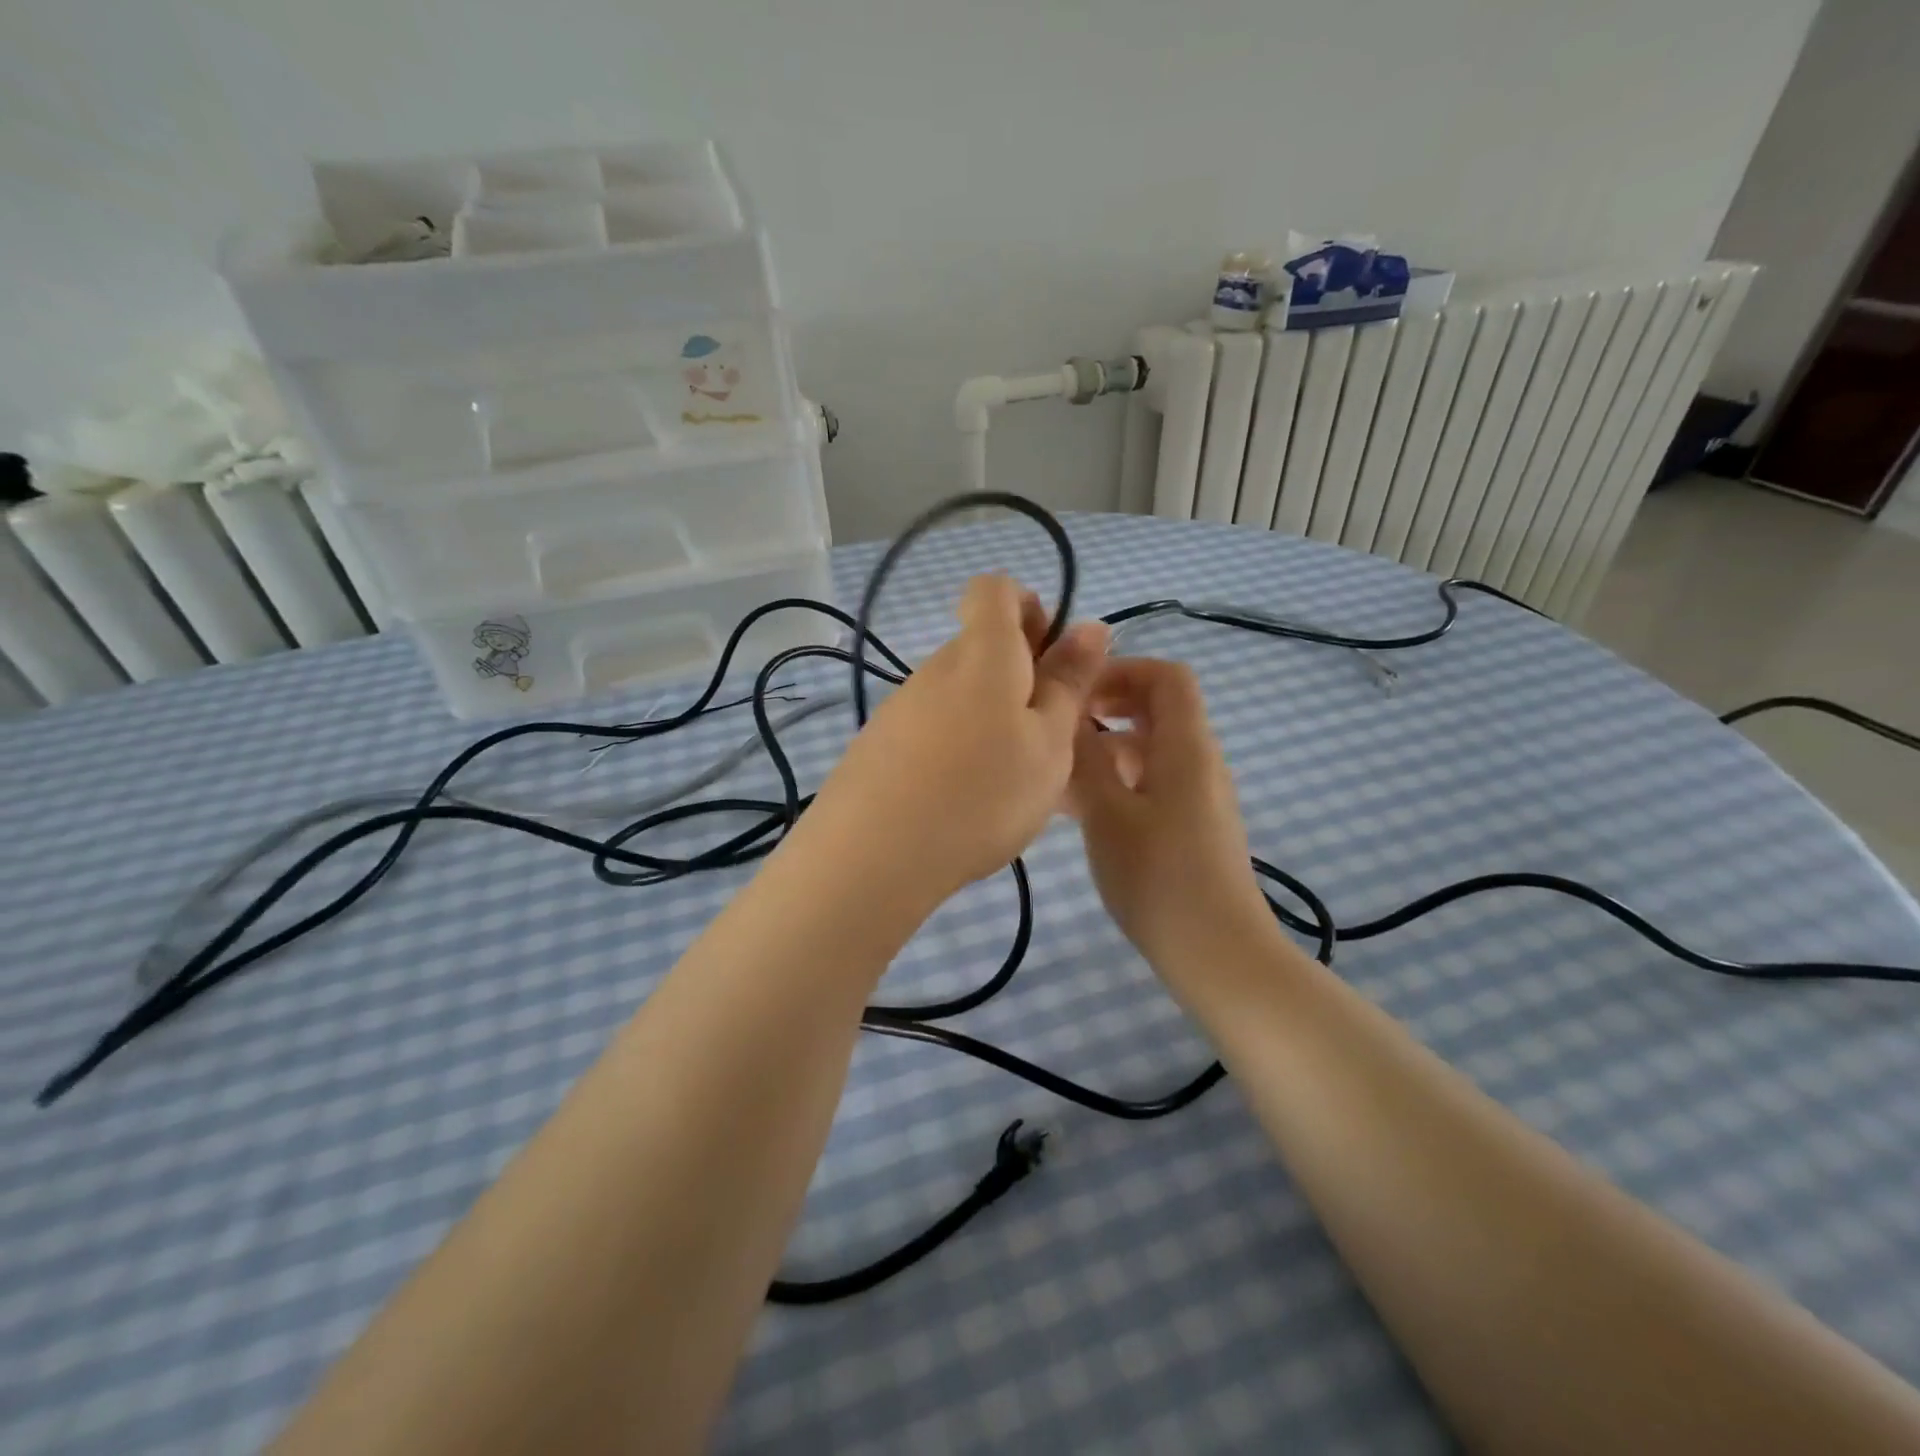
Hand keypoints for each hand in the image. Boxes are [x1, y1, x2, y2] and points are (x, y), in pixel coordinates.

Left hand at [808, 574, 1110, 906]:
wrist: (873, 856)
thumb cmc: (982, 794)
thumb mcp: (1049, 743)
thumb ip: (1069, 683)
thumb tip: (1089, 625)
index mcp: (983, 653)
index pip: (996, 589)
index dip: (1030, 608)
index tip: (1052, 659)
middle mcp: (936, 667)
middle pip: (981, 646)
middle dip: (1021, 677)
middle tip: (1046, 738)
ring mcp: (902, 706)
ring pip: (961, 693)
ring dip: (992, 719)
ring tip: (1008, 782)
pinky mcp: (880, 744)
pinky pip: (934, 728)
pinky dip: (958, 748)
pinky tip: (964, 800)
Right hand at [1066, 658, 1273, 968]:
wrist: (1217, 954)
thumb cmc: (1158, 877)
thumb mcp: (1107, 812)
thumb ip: (1084, 757)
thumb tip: (1068, 712)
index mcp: (1186, 747)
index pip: (1167, 676)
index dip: (1122, 670)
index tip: (1076, 691)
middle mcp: (1198, 762)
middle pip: (1156, 711)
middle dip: (1106, 710)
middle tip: (1058, 728)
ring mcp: (1197, 797)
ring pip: (1148, 752)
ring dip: (1103, 751)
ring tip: (1055, 777)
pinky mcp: (1190, 827)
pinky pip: (1150, 785)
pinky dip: (1115, 784)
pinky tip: (1076, 811)